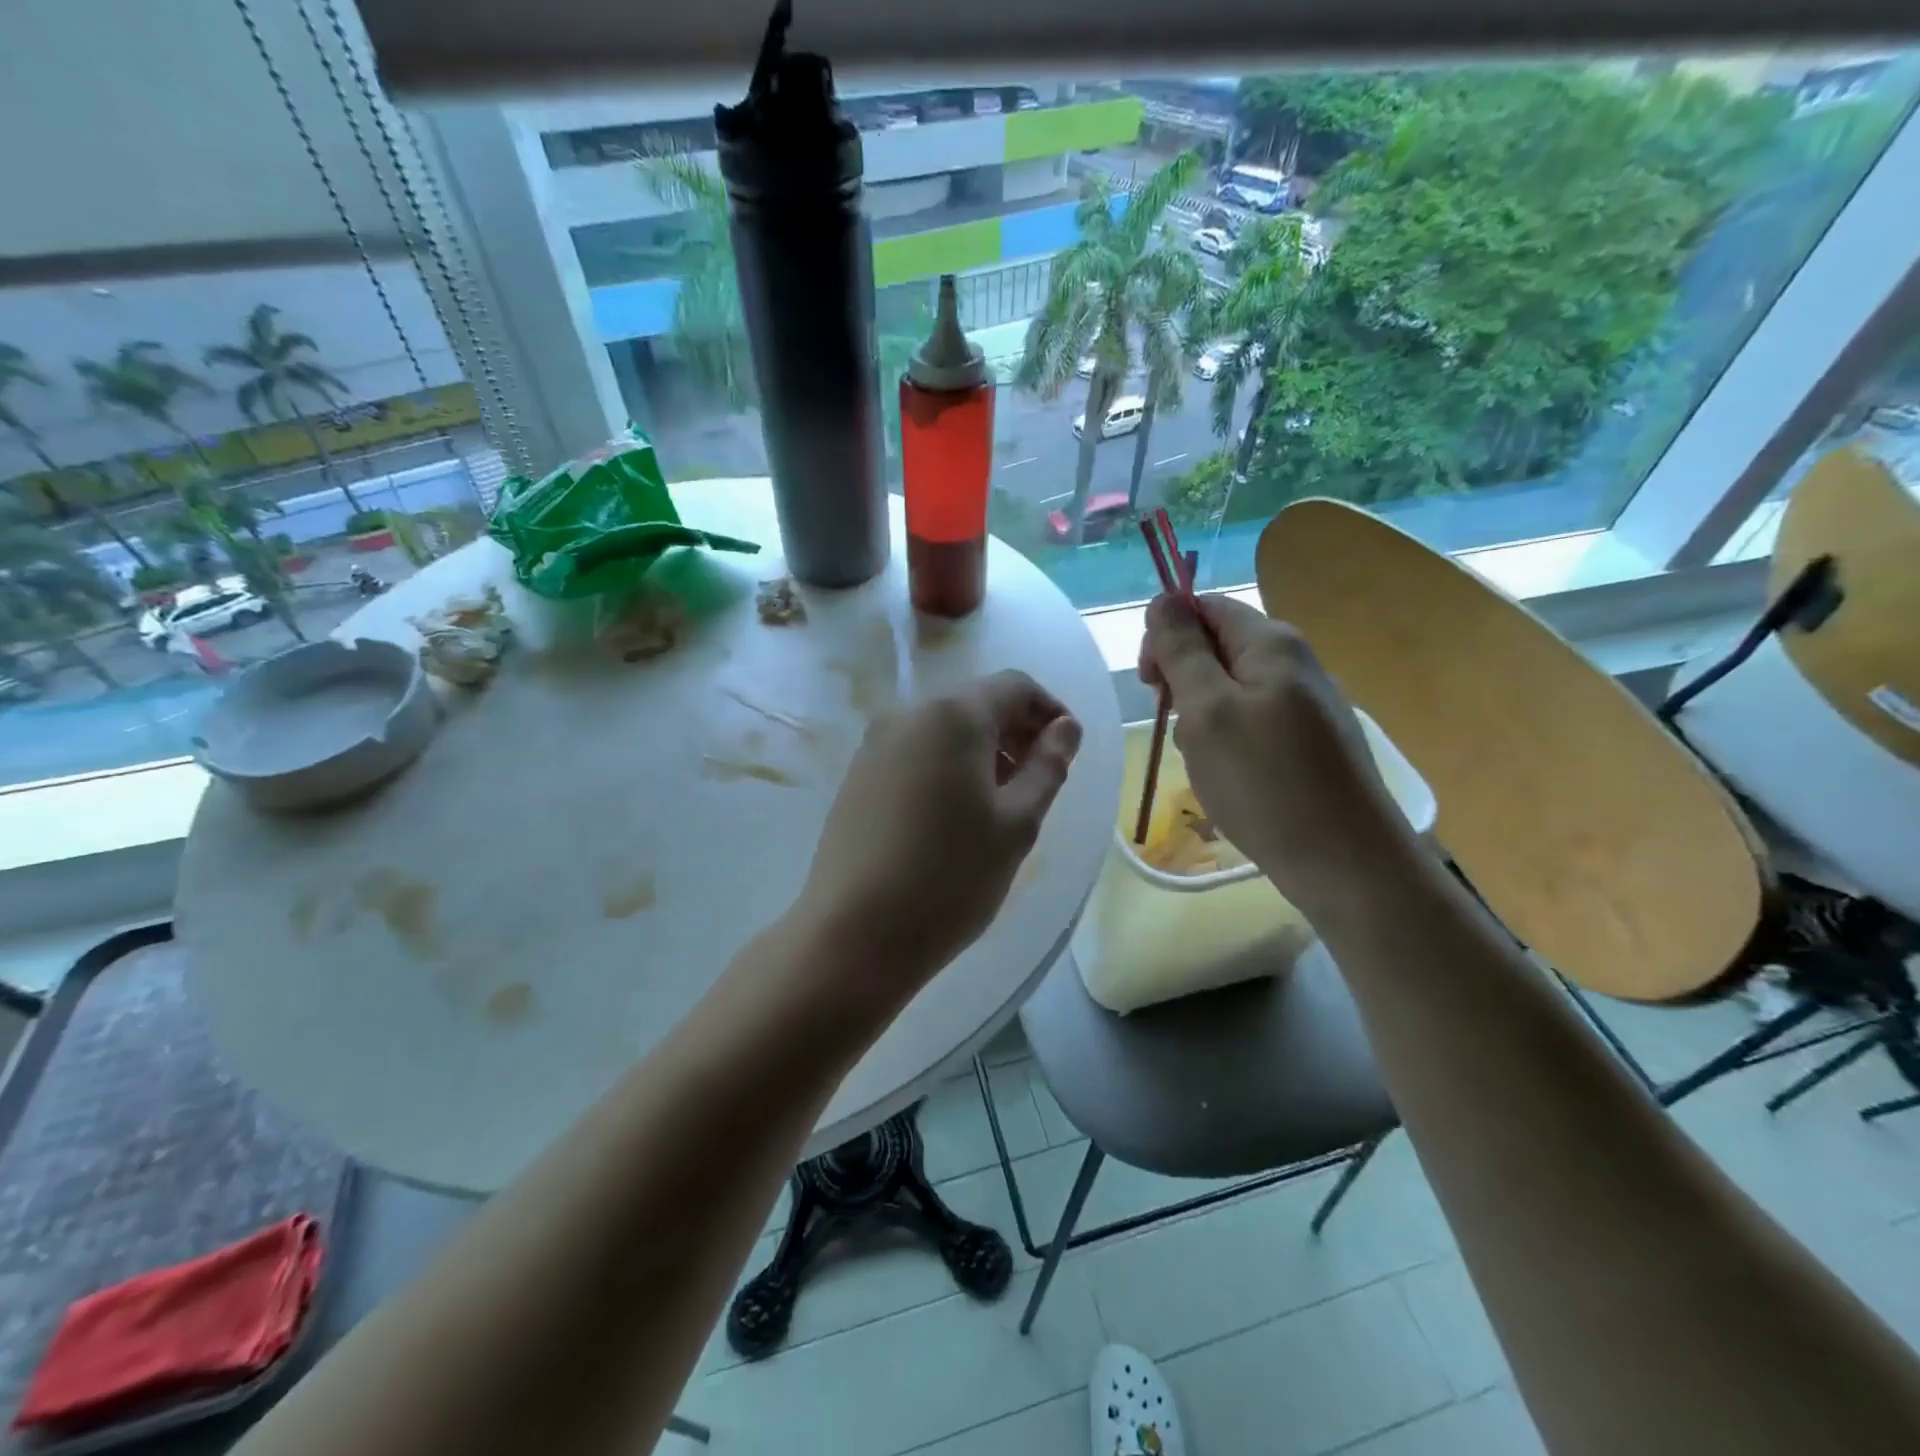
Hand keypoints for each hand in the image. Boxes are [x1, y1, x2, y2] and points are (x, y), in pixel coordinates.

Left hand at [797, 670, 1082, 984]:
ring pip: (945, 730)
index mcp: (953, 715)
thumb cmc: (950, 876)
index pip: (1015, 686)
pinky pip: (916, 753)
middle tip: (1040, 783)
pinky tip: (956, 815)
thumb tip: (1065, 728)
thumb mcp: (1017, 823)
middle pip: (977, 703)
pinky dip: (948, 767)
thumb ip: (1048, 766)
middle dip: (1017, 732)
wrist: (853, 933)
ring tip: (1002, 804)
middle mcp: (908, 715)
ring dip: (983, 752)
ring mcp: (876, 745)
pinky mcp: (859, 776)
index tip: (1068, 753)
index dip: (1050, 711)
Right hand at [1140, 593, 1411, 913]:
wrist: (1345, 861)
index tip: (1150, 683)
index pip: (1204, 608)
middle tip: (1178, 729)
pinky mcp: (1311, 740)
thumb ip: (1181, 651)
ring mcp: (1307, 702)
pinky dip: (1228, 743)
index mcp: (1271, 642)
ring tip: (1205, 762)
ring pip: (1230, 690)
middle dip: (1183, 683)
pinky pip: (1252, 722)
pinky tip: (1230, 778)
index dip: (1166, 636)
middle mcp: (1294, 661)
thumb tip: (1163, 599)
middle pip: (1216, 648)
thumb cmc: (1265, 781)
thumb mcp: (1206, 710)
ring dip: (1202, 719)